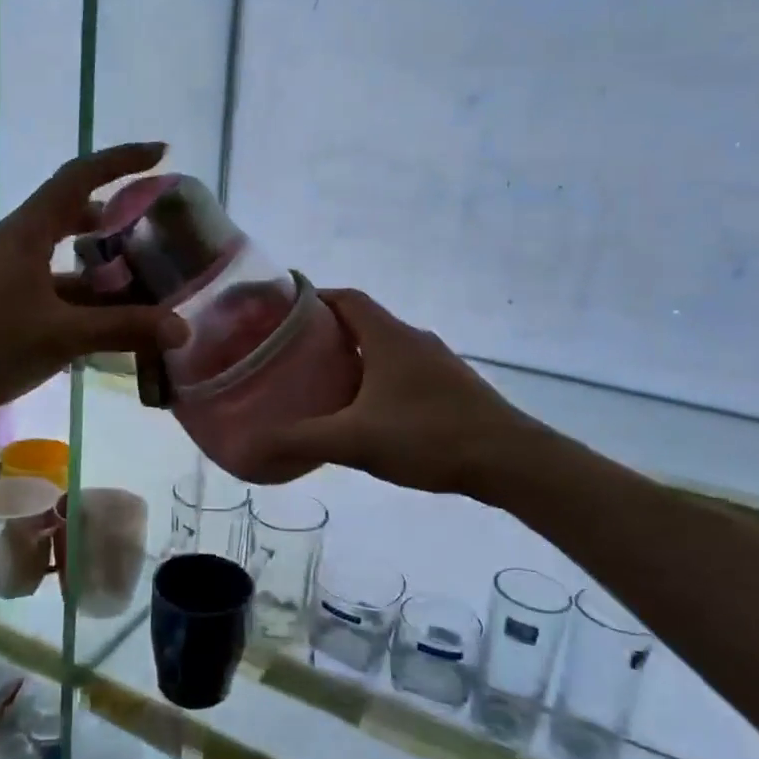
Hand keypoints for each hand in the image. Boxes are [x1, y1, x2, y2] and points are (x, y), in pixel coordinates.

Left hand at [0, 142, 187, 425]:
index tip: (161, 154)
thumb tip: (182, 328)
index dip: (121, 161)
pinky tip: (108, 327)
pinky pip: (53, 293)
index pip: (79, 177)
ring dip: (102, 269)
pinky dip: (84, 303)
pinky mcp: (1, 308)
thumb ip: (123, 329)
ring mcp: (6, 278)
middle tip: (157, 233)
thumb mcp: (61, 336)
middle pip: (73, 216)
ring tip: (144, 286)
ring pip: (65, 261)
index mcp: (28, 233)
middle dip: (116, 221)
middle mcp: (17, 246)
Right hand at [242, 289, 537, 495]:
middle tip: (293, 355)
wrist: (510, 460)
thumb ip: (300, 441)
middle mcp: (413, 339)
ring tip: (323, 384)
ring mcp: (438, 362)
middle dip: (328, 332)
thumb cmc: (428, 436)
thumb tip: (249, 447)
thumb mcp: (355, 440)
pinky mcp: (453, 387)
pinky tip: (368, 413)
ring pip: (386, 349)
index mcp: (388, 337)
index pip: (346, 298)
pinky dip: (379, 379)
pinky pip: (405, 371)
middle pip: (364, 321)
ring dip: (355, 358)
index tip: (283, 313)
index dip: (314, 298)